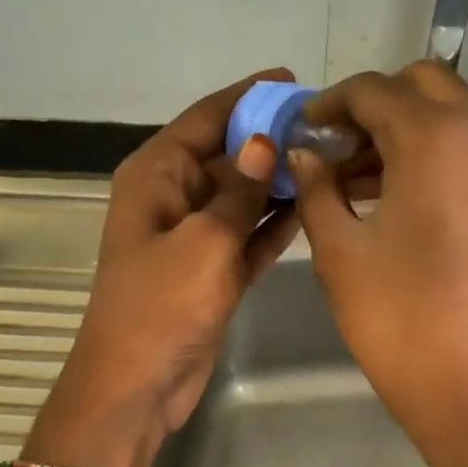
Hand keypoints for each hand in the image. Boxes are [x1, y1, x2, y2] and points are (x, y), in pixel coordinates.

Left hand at [28, 74, 298, 466]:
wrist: (137, 385)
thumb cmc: (162, 305)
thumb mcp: (204, 240)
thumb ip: (239, 190)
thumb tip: (265, 141)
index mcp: (156, 174)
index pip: (205, 119)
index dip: (246, 97)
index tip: (293, 81)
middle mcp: (172, 197)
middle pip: (227, 155)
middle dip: (270, 140)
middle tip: (328, 128)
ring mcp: (193, 236)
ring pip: (242, 196)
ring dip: (278, 181)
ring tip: (330, 160)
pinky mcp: (211, 271)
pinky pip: (247, 235)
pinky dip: (273, 223)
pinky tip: (311, 206)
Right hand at [286, 62, 467, 466]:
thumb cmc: (401, 320)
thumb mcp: (341, 253)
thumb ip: (317, 189)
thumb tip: (304, 154)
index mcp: (434, 136)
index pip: (373, 90)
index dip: (329, 105)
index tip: (300, 131)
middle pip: (421, 87)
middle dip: (372, 107)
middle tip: (332, 150)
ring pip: (450, 115)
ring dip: (402, 130)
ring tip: (352, 178)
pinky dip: (432, 153)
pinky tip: (393, 196)